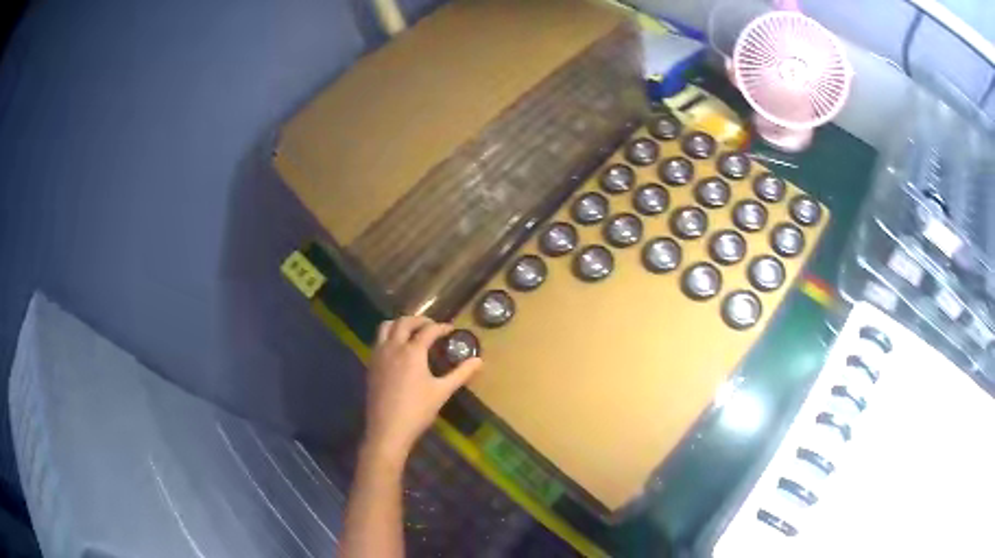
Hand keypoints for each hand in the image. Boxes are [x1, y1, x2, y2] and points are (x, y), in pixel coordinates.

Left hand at [362, 316, 482, 463]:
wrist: (388, 429)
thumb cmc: (418, 411)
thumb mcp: (442, 392)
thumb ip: (461, 373)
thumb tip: (479, 361)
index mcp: (412, 351)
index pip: (428, 330)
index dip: (441, 327)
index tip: (451, 329)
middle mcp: (393, 347)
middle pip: (404, 322)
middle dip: (419, 320)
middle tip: (432, 326)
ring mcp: (379, 355)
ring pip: (386, 327)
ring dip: (400, 324)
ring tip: (412, 332)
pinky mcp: (371, 365)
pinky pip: (378, 341)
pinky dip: (389, 336)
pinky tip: (398, 350)